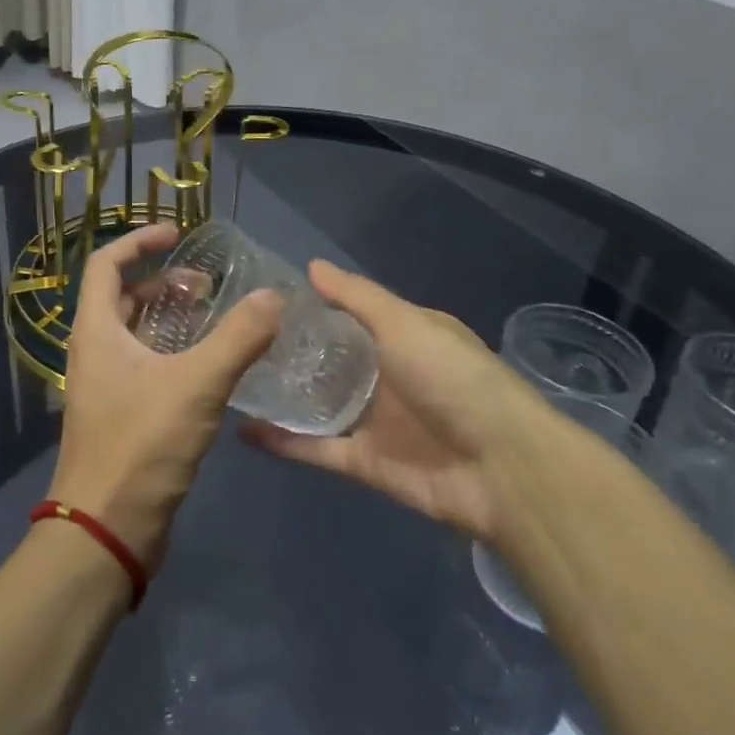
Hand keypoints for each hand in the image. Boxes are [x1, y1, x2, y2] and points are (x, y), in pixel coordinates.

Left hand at [53, 222, 282, 569]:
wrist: (106, 530)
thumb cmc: (141, 446)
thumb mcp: (196, 385)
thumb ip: (238, 338)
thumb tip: (274, 297)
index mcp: (96, 330)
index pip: (105, 263)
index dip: (139, 241)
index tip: (178, 235)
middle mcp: (94, 351)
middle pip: (123, 297)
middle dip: (163, 282)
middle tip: (207, 287)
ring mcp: (105, 385)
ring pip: (136, 333)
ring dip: (170, 318)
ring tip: (215, 319)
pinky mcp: (121, 414)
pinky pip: (146, 365)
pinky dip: (174, 352)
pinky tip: (211, 366)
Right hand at [240, 260, 551, 545]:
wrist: (502, 468)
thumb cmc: (454, 379)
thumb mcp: (406, 324)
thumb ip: (357, 297)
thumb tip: (312, 266)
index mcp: (403, 337)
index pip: (350, 315)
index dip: (312, 307)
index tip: (265, 299)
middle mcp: (386, 375)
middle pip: (330, 361)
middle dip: (290, 352)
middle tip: (237, 338)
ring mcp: (375, 421)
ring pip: (318, 405)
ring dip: (282, 396)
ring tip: (232, 379)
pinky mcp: (365, 462)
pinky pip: (316, 448)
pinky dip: (283, 443)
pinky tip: (242, 430)